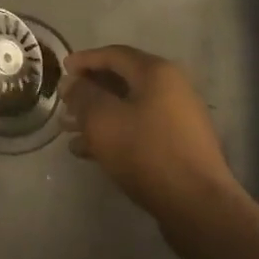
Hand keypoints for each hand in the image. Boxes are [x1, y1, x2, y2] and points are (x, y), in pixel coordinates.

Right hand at [64, 45, 243, 221]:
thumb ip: (83, 95)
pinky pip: (140, 128)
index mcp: (157, 72)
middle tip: (64, 103)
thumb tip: (73, 82)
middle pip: (123, 80)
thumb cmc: (146, 152)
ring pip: (130, 107)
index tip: (61, 68)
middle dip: (90, 91)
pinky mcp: (180, 144)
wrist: (197, 204)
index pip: (114, 54)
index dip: (85, 59)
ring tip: (69, 130)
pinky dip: (115, 132)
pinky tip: (90, 151)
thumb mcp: (103, 120)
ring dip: (98, 115)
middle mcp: (172, 87)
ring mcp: (179, 116)